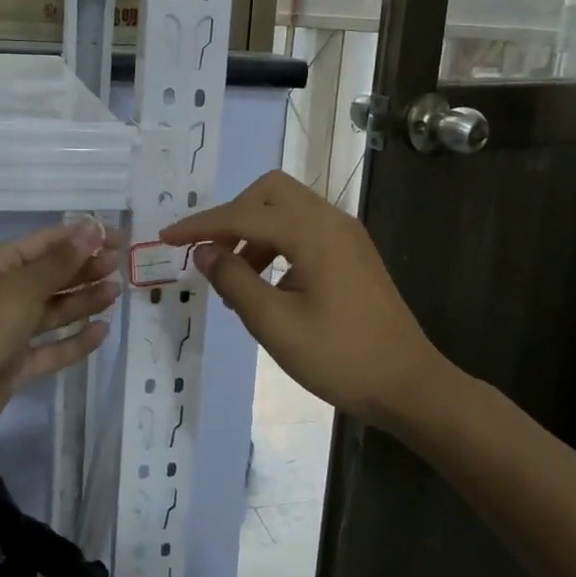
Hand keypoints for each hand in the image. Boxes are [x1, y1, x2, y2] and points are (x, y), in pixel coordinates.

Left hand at [0, 218, 122, 452]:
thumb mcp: (23, 286)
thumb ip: (62, 261)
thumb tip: (93, 228)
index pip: (44, 243)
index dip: (81, 238)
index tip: (118, 238)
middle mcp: (0, 294)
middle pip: (49, 277)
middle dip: (83, 269)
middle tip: (120, 265)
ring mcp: (6, 331)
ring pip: (51, 312)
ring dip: (82, 301)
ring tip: (115, 293)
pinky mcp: (13, 365)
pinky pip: (50, 348)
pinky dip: (74, 340)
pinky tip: (102, 331)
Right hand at [161, 171, 446, 422]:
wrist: (409, 384)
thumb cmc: (340, 358)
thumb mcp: (275, 325)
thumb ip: (234, 281)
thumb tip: (203, 252)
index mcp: (312, 233)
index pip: (243, 215)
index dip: (200, 226)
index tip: (165, 238)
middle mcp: (331, 220)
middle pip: (269, 192)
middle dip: (232, 215)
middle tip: (211, 253)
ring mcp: (346, 234)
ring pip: (287, 208)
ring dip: (254, 230)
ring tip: (236, 277)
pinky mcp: (353, 252)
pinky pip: (304, 228)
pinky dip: (276, 242)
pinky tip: (267, 282)